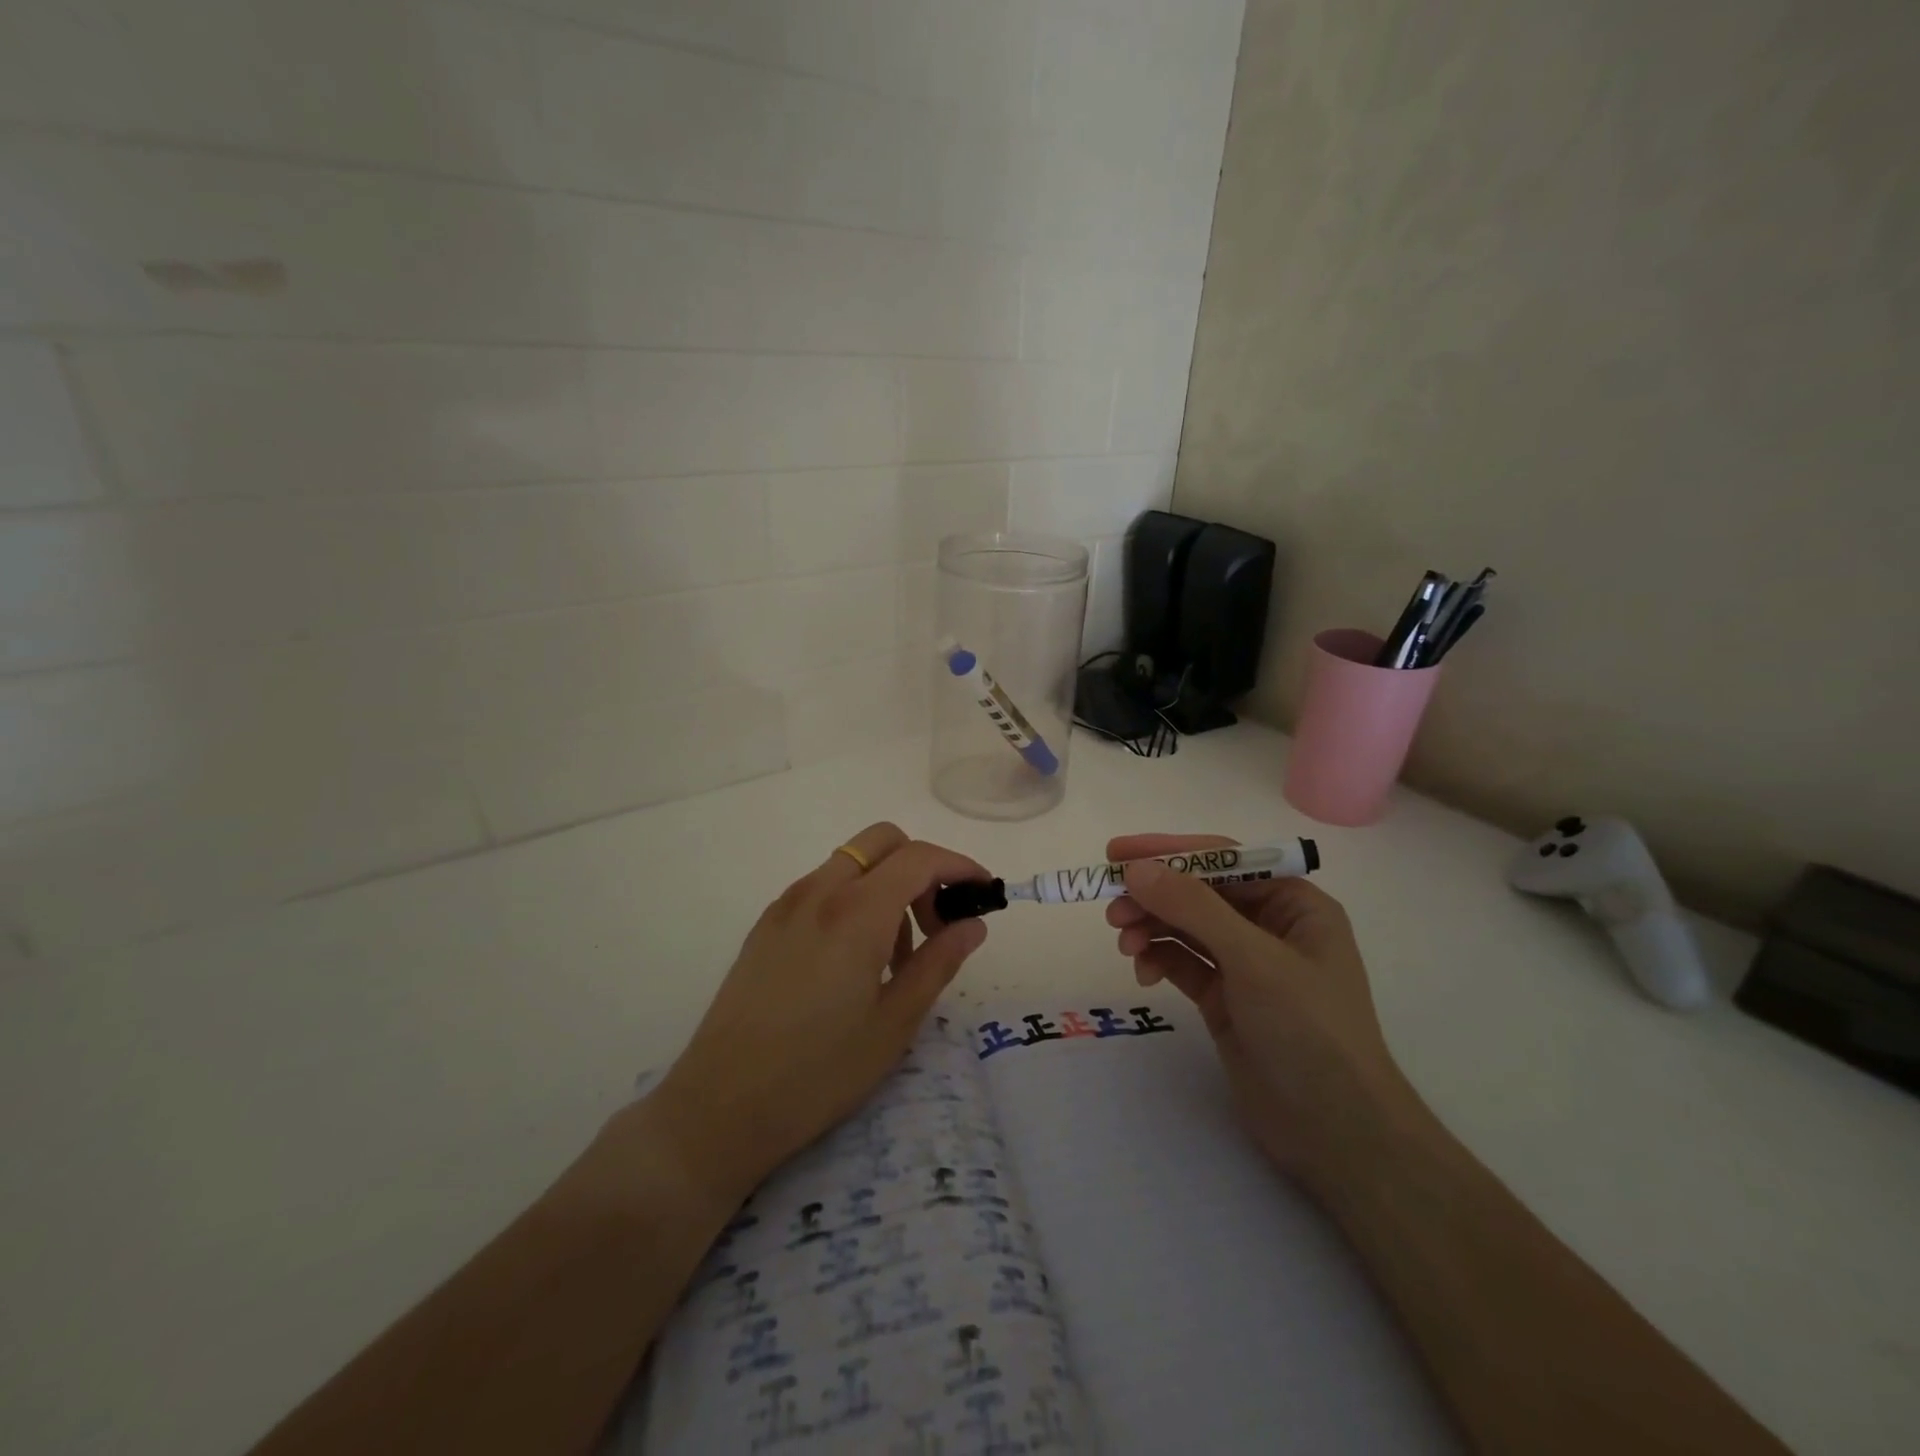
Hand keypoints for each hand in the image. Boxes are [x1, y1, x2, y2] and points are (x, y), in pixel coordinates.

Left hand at [640, 823, 989, 1203]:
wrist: (720, 1107)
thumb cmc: (819, 1072)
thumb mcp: (894, 1024)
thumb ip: (938, 963)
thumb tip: (973, 924)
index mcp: (856, 912)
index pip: (920, 858)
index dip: (960, 866)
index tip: (983, 892)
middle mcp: (819, 892)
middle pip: (883, 841)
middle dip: (921, 867)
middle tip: (935, 924)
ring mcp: (786, 905)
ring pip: (852, 863)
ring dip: (886, 885)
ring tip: (894, 957)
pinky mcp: (765, 925)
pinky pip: (822, 887)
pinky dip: (853, 899)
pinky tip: (853, 960)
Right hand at [1104, 834, 1415, 1198]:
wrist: (1336, 1134)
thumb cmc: (1309, 1030)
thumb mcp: (1253, 959)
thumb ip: (1193, 908)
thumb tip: (1136, 869)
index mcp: (1294, 903)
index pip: (1222, 860)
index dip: (1168, 852)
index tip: (1116, 853)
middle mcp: (1270, 926)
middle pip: (1198, 893)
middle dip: (1154, 896)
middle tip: (1111, 908)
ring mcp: (1246, 964)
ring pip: (1185, 927)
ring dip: (1150, 927)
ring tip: (1123, 944)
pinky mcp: (1225, 998)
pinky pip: (1183, 962)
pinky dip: (1158, 959)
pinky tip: (1142, 972)